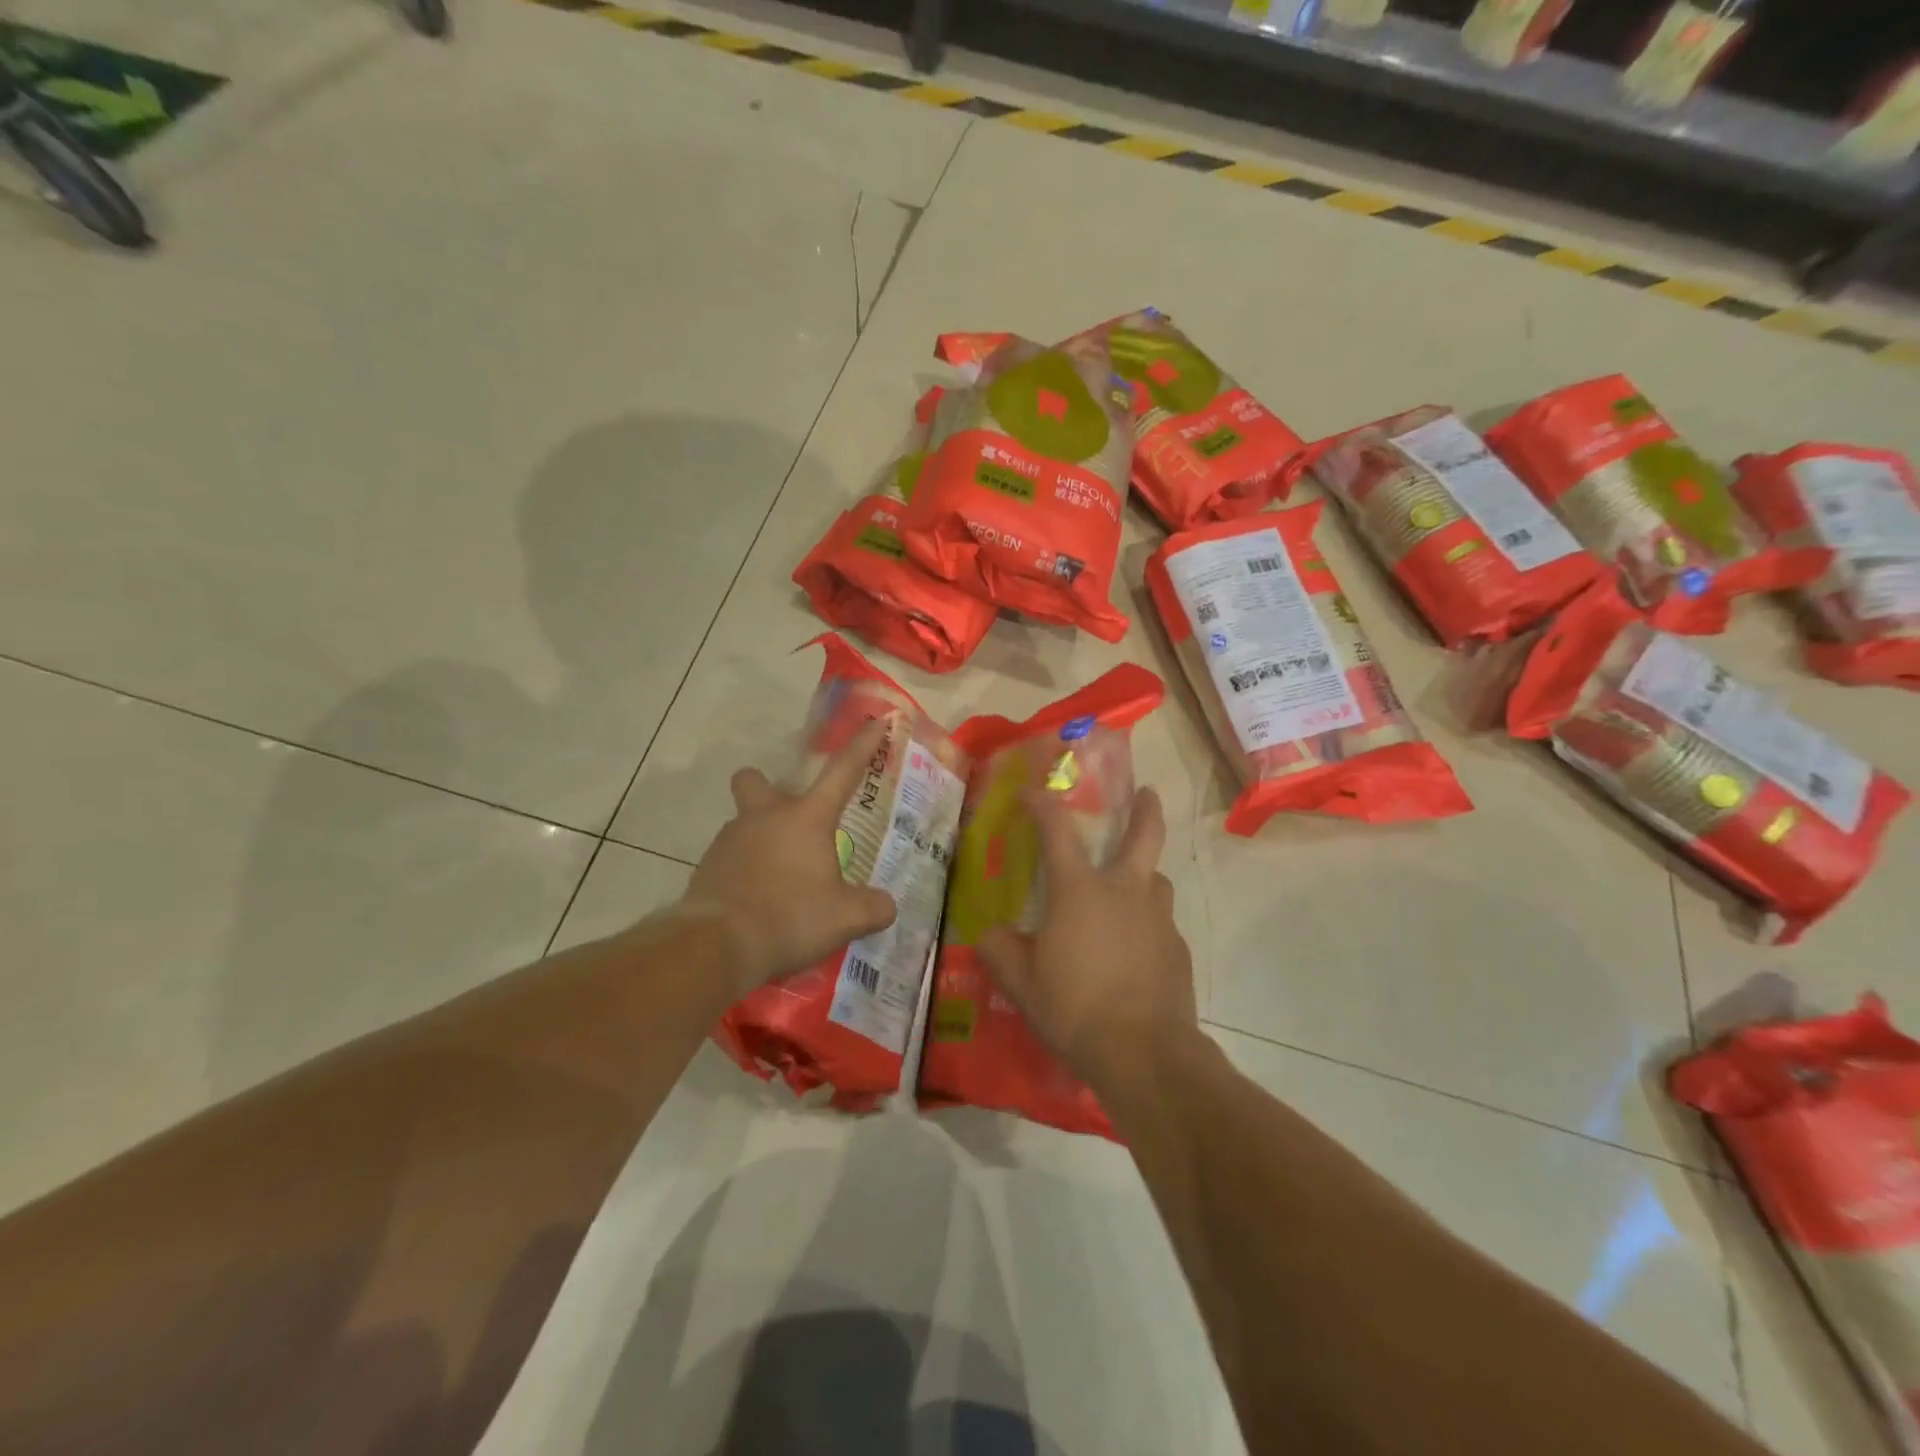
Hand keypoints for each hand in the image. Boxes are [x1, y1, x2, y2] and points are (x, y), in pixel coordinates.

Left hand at [683, 718, 898, 994]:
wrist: (716, 946)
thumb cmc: (790, 918)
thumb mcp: (845, 918)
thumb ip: (873, 908)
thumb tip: (886, 906)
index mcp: (806, 818)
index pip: (843, 772)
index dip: (863, 746)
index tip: (876, 721)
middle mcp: (765, 817)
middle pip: (757, 781)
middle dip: (769, 789)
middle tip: (790, 820)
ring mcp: (730, 840)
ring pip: (743, 823)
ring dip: (761, 840)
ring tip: (781, 882)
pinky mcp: (707, 868)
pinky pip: (731, 859)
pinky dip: (745, 873)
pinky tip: (758, 903)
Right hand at [977, 785, 1196, 1088]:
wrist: (1144, 1053)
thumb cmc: (1074, 1007)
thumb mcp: (1020, 982)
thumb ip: (999, 951)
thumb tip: (989, 934)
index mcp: (1079, 890)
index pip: (1057, 830)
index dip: (1042, 804)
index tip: (1031, 792)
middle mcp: (1124, 892)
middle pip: (1144, 835)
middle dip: (1146, 809)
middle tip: (1147, 793)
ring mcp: (1157, 919)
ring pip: (1157, 880)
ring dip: (1145, 874)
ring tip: (1132, 889)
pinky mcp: (1178, 950)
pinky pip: (1162, 923)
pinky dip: (1148, 924)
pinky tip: (1137, 950)